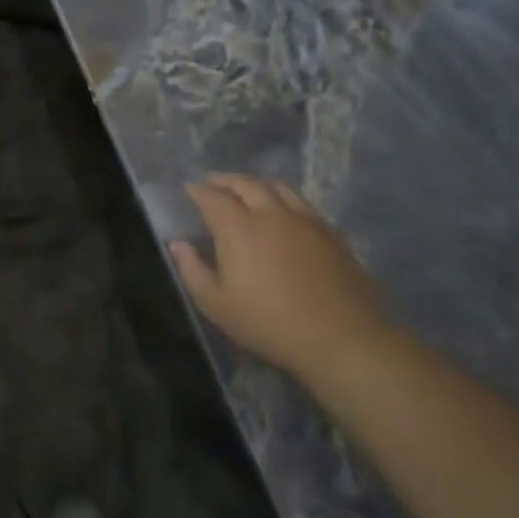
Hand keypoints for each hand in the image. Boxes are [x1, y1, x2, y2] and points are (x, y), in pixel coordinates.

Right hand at [169, 174, 391, 378]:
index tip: (189, 188)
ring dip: (256, 183)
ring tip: (247, 189)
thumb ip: (192, 269)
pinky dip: (283, 197)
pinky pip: (301, 202)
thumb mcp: (216, 304)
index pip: (213, 197)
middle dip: (225, 180)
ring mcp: (305, 220)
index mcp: (239, 228)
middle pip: (246, 184)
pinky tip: (282, 210)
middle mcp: (272, 214)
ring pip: (278, 187)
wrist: (340, 338)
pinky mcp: (330, 233)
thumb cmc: (268, 323)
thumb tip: (177, 244)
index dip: (198, 190)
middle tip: (212, 182)